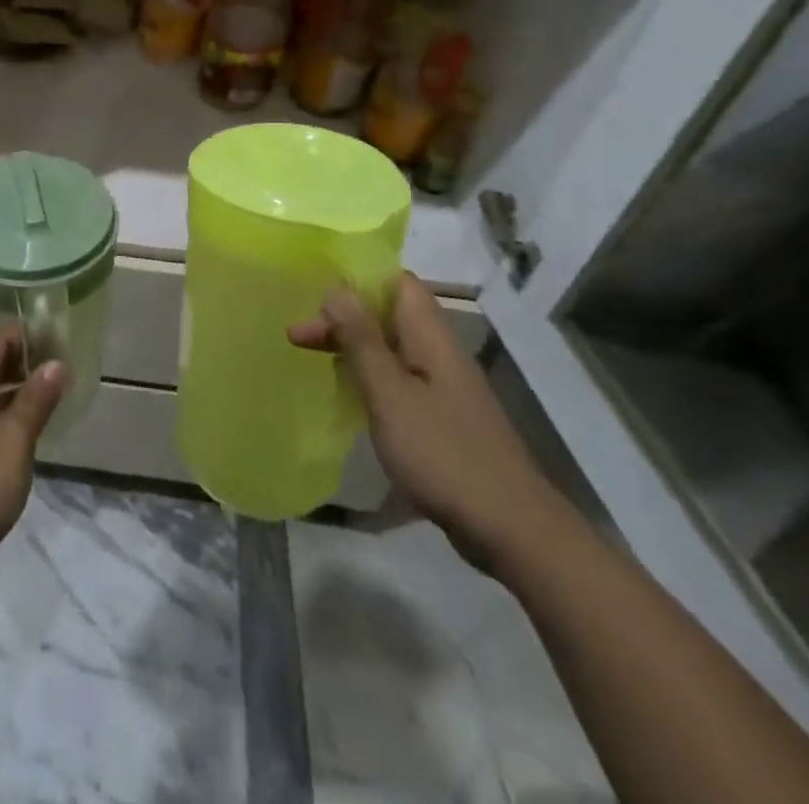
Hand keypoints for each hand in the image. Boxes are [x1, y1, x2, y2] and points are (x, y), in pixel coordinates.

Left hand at [0, 331, 67, 608]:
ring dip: (15, 398)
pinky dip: (3, 428)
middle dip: (25, 366)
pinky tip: (22, 448)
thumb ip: (34, 401)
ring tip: (52, 405)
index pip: (0, 341)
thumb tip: (55, 361)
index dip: (29, 335)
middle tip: (65, 373)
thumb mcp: (12, 442)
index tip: (62, 340)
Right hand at [289, 271, 564, 573]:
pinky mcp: (442, 418)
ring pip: (391, 348)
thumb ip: (362, 340)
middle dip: (342, 318)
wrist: (512, 531)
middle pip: (388, 315)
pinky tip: (348, 394)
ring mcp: (443, 387)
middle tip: (296, 336)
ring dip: (352, 347)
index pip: (397, 282)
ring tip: (312, 357)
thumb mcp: (390, 394)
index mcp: (430, 337)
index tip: (315, 288)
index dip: (358, 277)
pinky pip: (398, 379)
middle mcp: (439, 353)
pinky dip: (368, 377)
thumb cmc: (443, 454)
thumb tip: (337, 288)